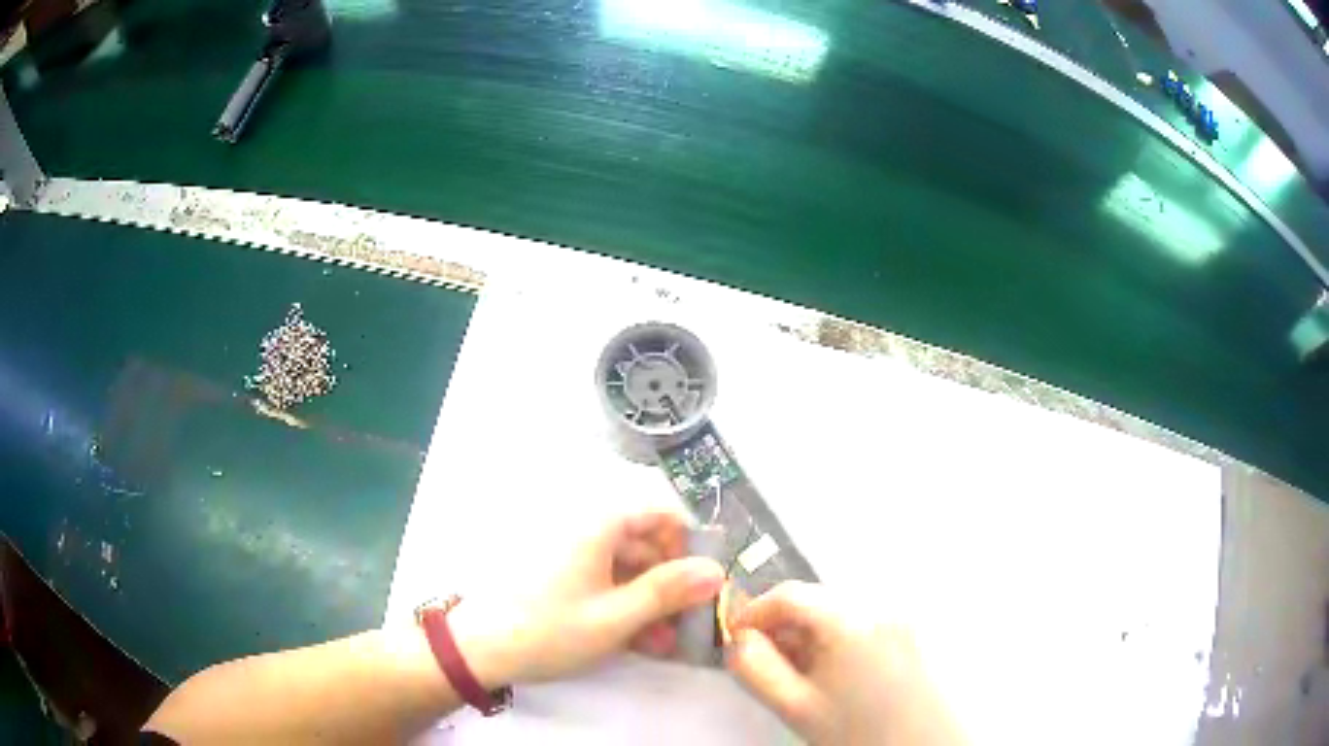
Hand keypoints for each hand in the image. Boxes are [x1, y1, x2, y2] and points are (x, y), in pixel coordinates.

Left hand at [452, 509, 724, 686]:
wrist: (479, 649)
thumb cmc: (550, 629)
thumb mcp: (616, 616)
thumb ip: (668, 592)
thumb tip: (717, 571)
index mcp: (600, 524)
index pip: (661, 514)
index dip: (688, 546)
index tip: (701, 585)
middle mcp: (586, 528)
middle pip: (645, 543)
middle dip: (670, 584)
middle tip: (685, 625)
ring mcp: (570, 552)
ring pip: (626, 567)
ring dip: (649, 601)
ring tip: (661, 643)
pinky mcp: (559, 574)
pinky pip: (603, 580)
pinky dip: (623, 604)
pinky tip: (633, 638)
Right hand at [725, 582, 964, 745]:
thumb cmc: (857, 732)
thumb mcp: (795, 707)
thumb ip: (755, 669)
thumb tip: (738, 640)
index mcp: (852, 622)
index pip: (791, 594)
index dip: (754, 611)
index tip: (734, 635)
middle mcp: (880, 608)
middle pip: (815, 601)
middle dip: (781, 625)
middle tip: (760, 658)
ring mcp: (899, 618)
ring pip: (836, 613)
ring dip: (807, 634)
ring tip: (796, 672)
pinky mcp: (909, 632)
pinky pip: (859, 624)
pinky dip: (834, 639)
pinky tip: (829, 672)